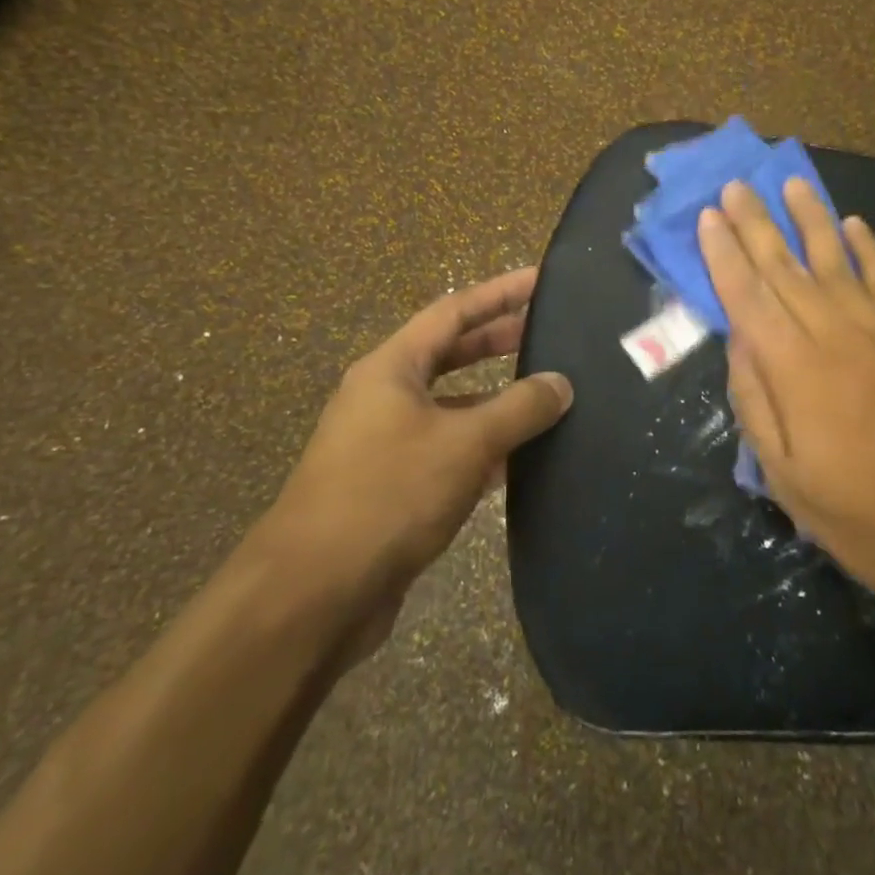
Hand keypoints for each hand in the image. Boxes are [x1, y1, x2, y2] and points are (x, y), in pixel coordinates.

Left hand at [261, 267, 571, 660]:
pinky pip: (449, 452)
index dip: (499, 292)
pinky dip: (485, 448)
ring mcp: (387, 444)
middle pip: (451, 354)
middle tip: (552, 333)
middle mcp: (385, 398)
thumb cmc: (387, 494)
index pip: (453, 311)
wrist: (313, 595)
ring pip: (453, 407)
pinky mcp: (395, 488)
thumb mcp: (464, 442)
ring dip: (497, 400)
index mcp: (391, 369)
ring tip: (549, 394)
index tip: (541, 280)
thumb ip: (518, 409)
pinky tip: (523, 459)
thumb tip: (561, 384)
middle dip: (500, 341)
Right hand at [698, 180, 874, 605]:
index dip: (724, 255)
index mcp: (795, 370)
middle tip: (735, 185)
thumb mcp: (785, 476)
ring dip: (810, 220)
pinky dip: (868, 250)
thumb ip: (756, 402)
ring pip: (836, 261)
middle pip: (786, 268)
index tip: (708, 218)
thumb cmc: (861, 516)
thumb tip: (739, 343)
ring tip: (790, 183)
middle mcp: (835, 335)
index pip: (749, 297)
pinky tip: (853, 225)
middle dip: (756, 225)